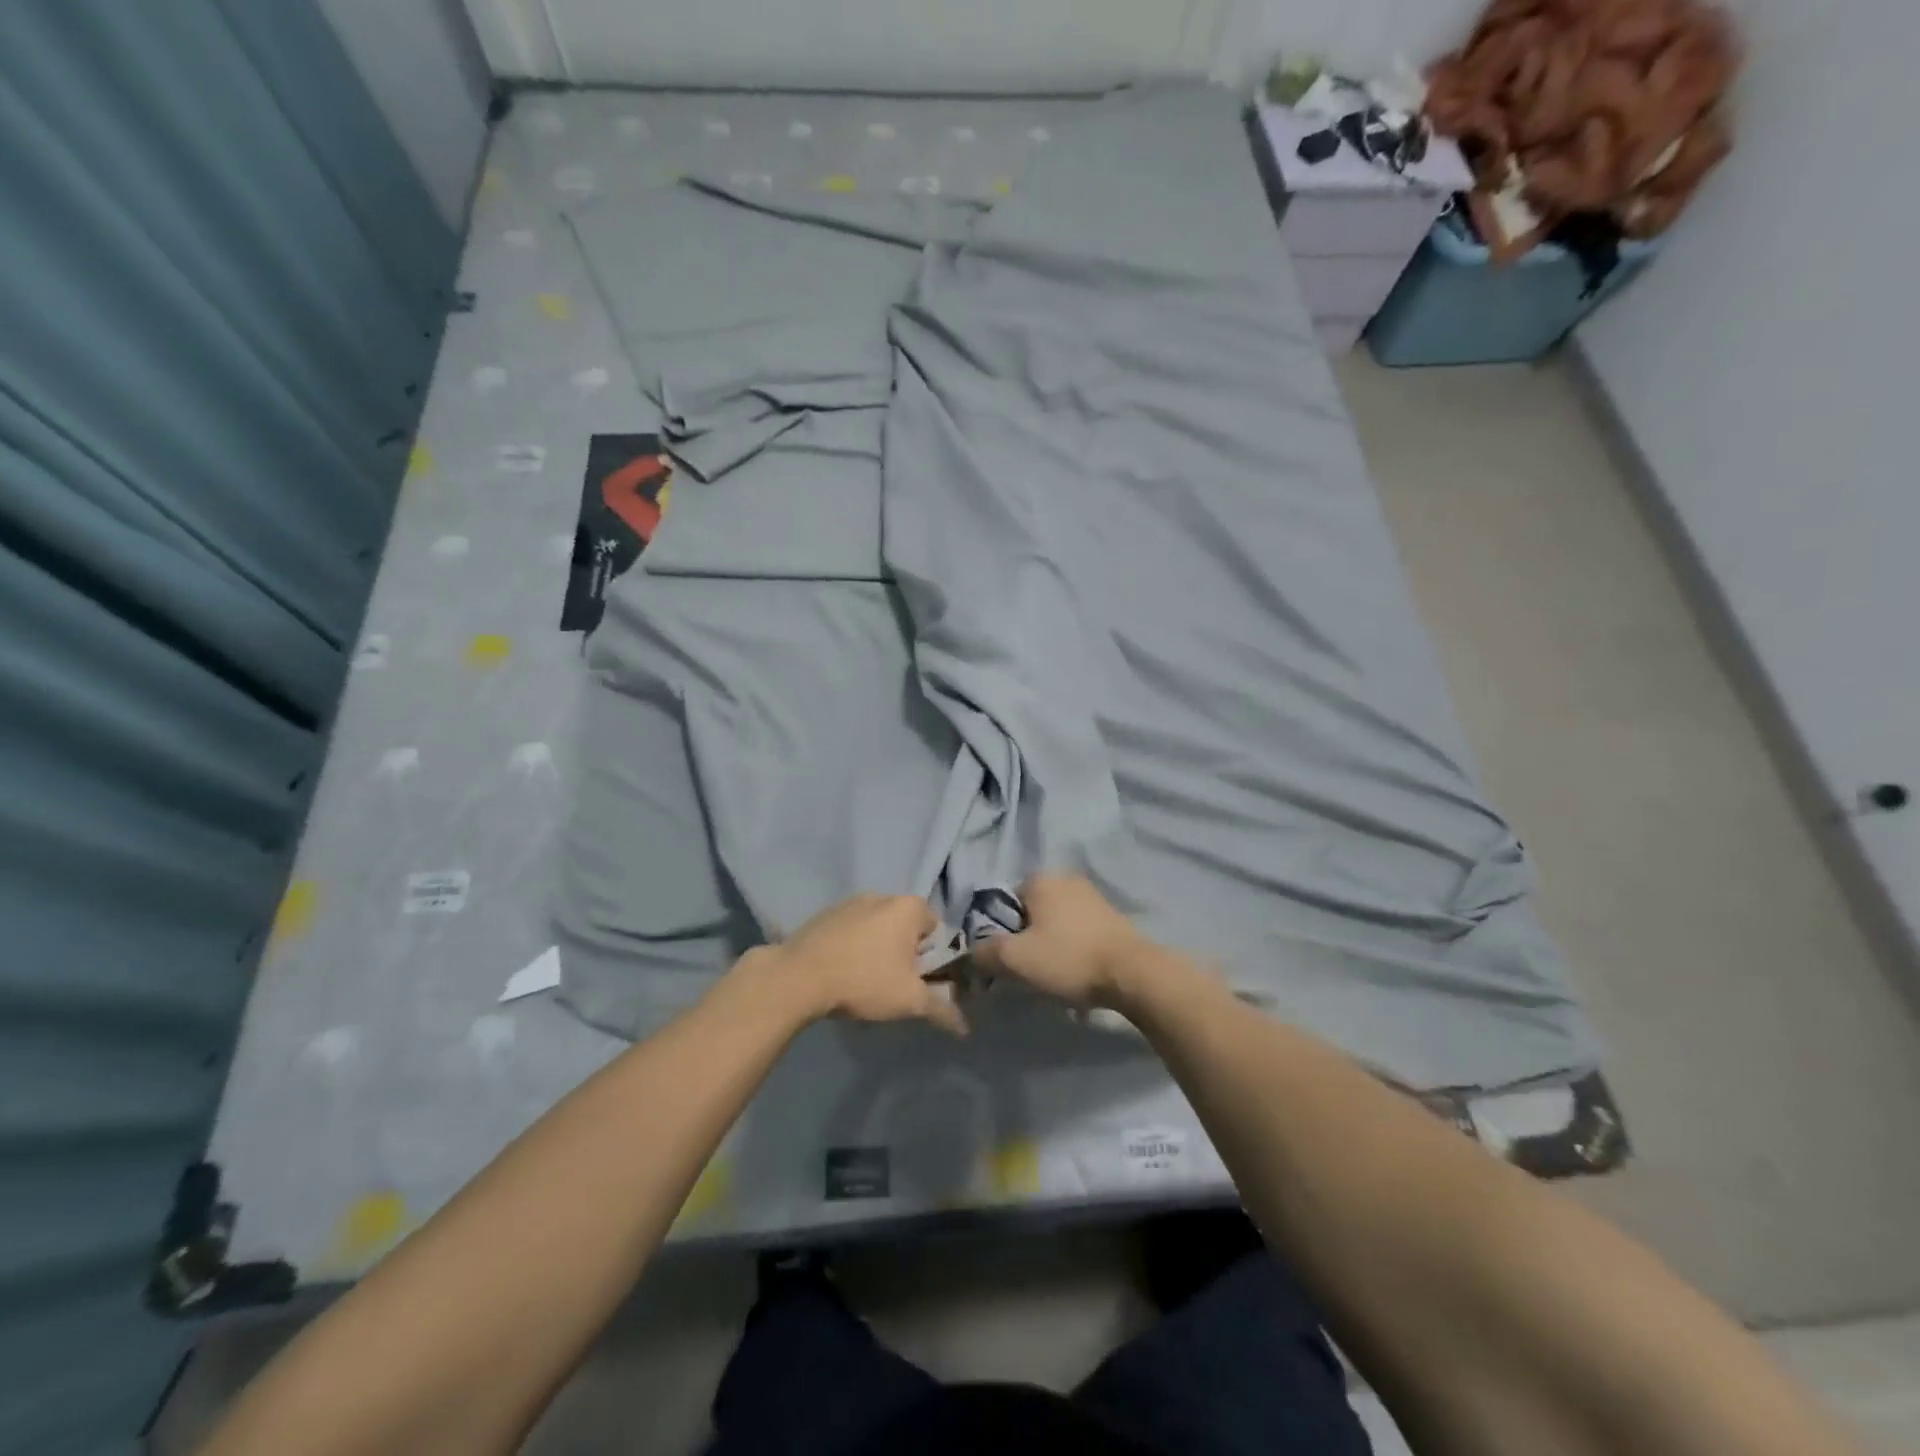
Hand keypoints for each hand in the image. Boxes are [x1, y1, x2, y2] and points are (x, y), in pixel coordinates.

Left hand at [754, 894, 967, 1035]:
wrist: (798, 977)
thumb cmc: (864, 980)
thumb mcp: (909, 1000)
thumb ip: (941, 1010)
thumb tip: (964, 1027)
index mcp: (909, 907)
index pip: (935, 929)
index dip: (932, 958)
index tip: (920, 982)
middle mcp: (882, 895)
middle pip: (905, 927)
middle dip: (904, 953)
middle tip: (894, 985)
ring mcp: (850, 902)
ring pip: (876, 928)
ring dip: (877, 950)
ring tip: (864, 982)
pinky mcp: (824, 914)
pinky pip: (850, 931)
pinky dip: (852, 947)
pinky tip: (840, 973)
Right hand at [971, 874, 1143, 1007]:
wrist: (1132, 973)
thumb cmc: (1068, 958)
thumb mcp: (1015, 959)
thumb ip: (984, 953)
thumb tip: (971, 954)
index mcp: (1039, 879)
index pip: (1003, 904)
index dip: (1001, 934)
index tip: (1010, 960)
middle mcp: (1065, 878)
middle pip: (1029, 913)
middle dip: (1027, 941)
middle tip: (1032, 971)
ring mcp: (1091, 895)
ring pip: (1054, 924)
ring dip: (1050, 947)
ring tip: (1057, 976)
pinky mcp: (1110, 914)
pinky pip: (1077, 931)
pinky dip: (1072, 948)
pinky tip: (1078, 971)